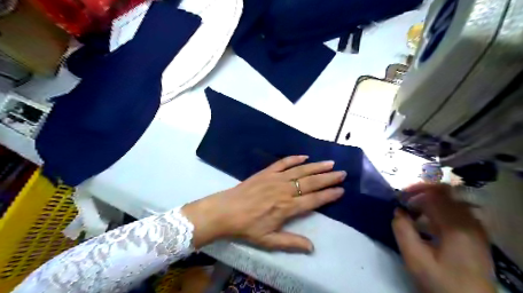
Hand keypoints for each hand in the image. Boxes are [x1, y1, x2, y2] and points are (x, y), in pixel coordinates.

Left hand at [182, 156, 346, 250]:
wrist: (226, 211)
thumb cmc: (247, 227)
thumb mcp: (268, 241)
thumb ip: (291, 243)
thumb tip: (312, 247)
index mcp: (287, 208)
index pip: (313, 200)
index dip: (329, 195)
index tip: (341, 190)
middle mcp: (285, 190)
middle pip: (311, 182)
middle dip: (328, 178)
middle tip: (342, 173)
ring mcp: (275, 178)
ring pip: (300, 171)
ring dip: (316, 166)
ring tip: (330, 163)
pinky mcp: (266, 172)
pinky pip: (283, 163)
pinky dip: (294, 158)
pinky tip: (304, 156)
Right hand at [393, 183, 494, 292]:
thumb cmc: (442, 282)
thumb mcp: (415, 259)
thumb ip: (402, 231)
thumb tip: (398, 211)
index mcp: (456, 227)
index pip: (435, 194)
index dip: (414, 191)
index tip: (398, 199)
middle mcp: (470, 223)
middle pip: (446, 193)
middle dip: (422, 192)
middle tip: (405, 201)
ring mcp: (477, 229)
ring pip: (452, 201)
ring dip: (430, 201)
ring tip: (414, 212)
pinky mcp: (477, 236)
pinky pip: (458, 212)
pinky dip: (440, 210)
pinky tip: (428, 222)